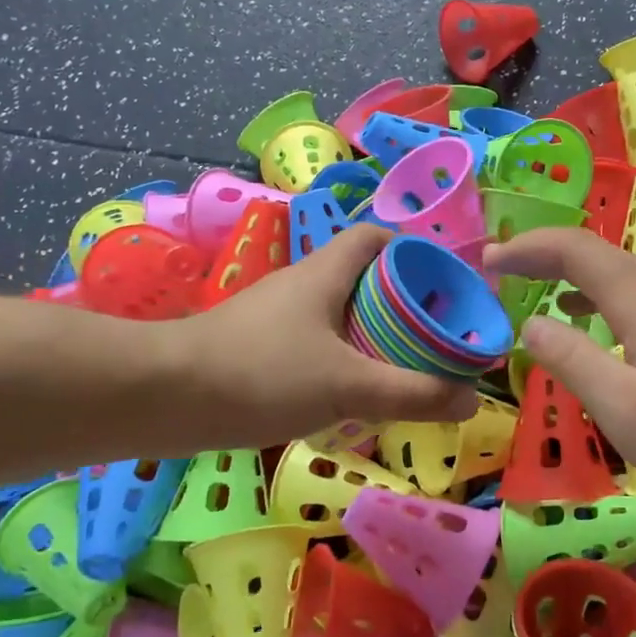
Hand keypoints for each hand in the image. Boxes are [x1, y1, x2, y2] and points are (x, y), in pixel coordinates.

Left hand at [166, 225, 478, 451]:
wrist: (164, 397)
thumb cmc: (262, 373)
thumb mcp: (347, 385)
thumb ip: (412, 392)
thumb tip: (471, 399)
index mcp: (325, 273)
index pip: (375, 237)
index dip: (413, 251)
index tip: (443, 284)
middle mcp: (301, 285)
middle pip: (362, 278)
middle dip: (400, 302)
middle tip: (432, 336)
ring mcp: (275, 317)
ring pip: (337, 314)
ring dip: (371, 334)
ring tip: (402, 368)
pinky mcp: (256, 348)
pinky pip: (313, 343)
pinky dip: (340, 359)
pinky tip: (350, 394)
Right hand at [482, 227, 635, 506]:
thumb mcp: (627, 409)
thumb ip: (573, 361)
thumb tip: (530, 323)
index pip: (574, 249)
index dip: (527, 246)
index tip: (487, 260)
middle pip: (595, 252)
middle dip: (542, 253)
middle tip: (498, 270)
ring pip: (617, 271)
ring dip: (569, 272)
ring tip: (530, 287)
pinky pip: (635, 292)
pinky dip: (597, 293)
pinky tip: (588, 319)